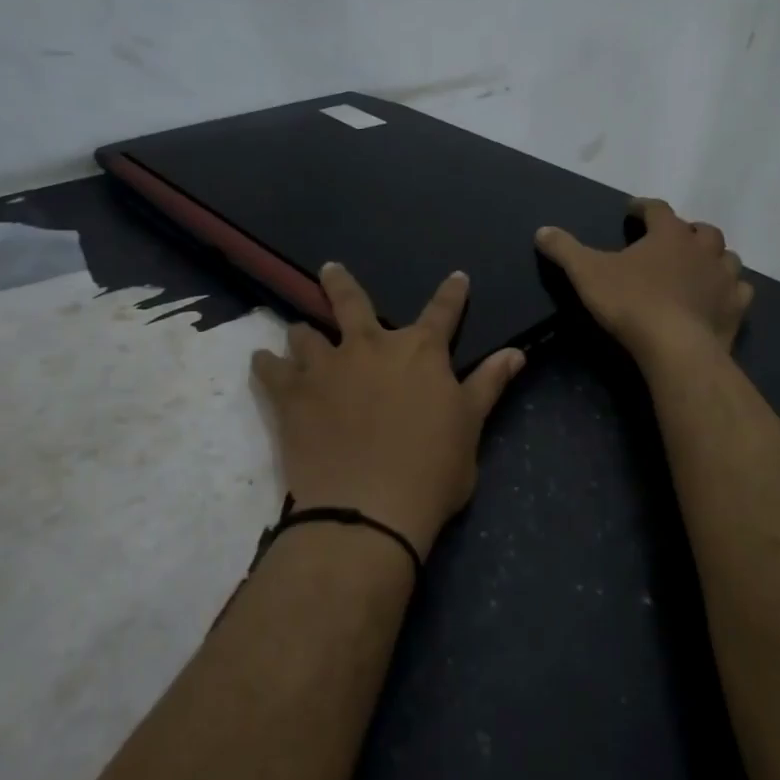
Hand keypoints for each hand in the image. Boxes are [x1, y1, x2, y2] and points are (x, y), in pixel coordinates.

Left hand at [251, 262, 525, 561]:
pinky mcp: (292, 395)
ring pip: (305, 333)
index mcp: (420, 352)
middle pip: (353, 302)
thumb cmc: (432, 470)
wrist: (368, 509)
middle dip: (341, 283)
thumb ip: (489, 384)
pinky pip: (271, 369)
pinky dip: (266, 364)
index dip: (452, 294)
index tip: (457, 277)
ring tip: (297, 333)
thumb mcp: (470, 427)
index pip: (443, 312)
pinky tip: (262, 362)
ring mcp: (327, 368)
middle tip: (330, 269)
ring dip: (303, 332)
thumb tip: (517, 352)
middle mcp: (371, 346)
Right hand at [535, 198, 752, 369]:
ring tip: (698, 266)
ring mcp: (724, 278)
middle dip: (686, 231)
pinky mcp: (735, 308)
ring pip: (727, 257)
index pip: (657, 209)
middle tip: (670, 240)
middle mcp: (702, 249)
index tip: (632, 211)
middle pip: (701, 230)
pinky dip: (730, 289)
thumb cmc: (631, 303)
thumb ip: (565, 250)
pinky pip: (740, 290)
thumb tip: (542, 231)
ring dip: (713, 257)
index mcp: (669, 234)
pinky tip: (720, 296)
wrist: (676, 347)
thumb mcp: (587, 274)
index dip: (644, 207)